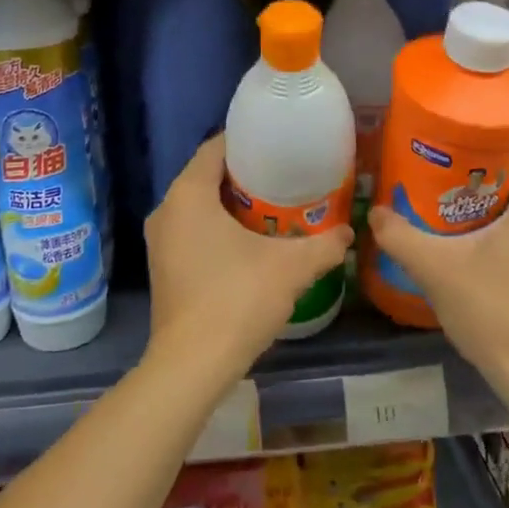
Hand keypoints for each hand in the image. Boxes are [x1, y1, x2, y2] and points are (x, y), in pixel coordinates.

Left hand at [143, 134, 352, 386]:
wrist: (192, 366)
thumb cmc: (237, 299)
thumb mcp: (291, 268)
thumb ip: (324, 245)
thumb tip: (348, 233)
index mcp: (188, 194)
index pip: (215, 148)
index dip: (247, 142)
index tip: (278, 145)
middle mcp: (166, 210)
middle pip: (208, 177)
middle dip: (246, 176)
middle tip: (285, 177)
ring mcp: (160, 242)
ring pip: (200, 207)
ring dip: (233, 205)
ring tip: (275, 208)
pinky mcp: (163, 269)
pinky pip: (192, 232)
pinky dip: (218, 229)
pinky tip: (251, 244)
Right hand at [368, 148, 508, 409]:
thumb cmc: (496, 314)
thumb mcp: (437, 270)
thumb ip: (400, 236)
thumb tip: (374, 212)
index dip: (486, 141)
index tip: (451, 147)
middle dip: (484, 175)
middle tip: (441, 178)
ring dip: (498, 204)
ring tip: (454, 208)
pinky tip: (482, 246)